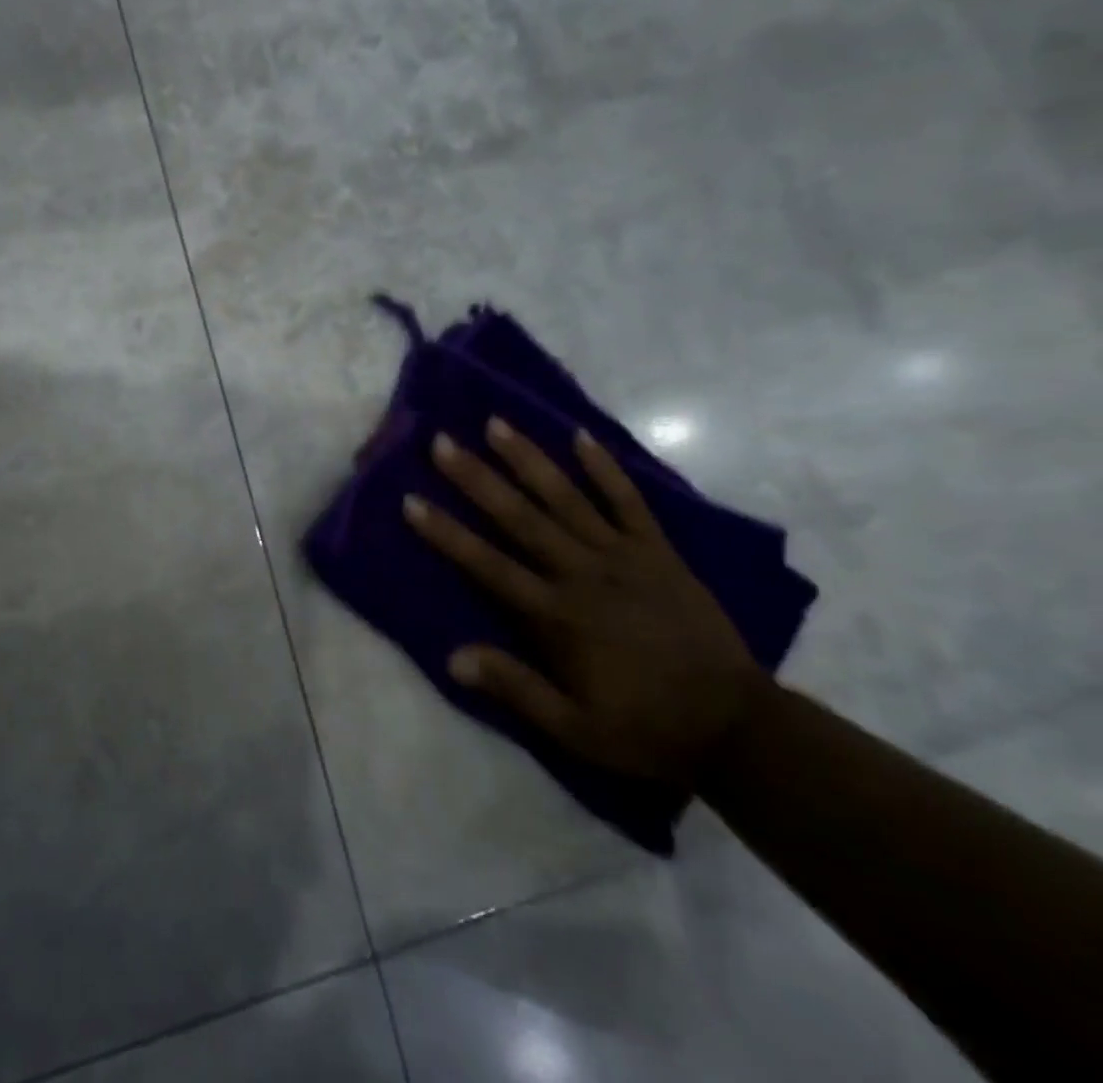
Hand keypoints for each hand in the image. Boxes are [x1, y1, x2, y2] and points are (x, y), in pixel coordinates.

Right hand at [403, 418, 765, 785]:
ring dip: (528, 459)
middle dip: (477, 479)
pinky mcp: (659, 552)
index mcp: (558, 616)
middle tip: (442, 442)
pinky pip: (629, 502)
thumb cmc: (646, 728)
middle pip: (520, 518)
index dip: (447, 533)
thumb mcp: (576, 729)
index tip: (411, 501)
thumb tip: (452, 658)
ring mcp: (624, 557)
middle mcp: (584, 574)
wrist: (740, 728)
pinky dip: (605, 468)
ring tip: (496, 424)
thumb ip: (516, 689)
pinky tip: (581, 435)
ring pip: (567, 498)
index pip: (489, 565)